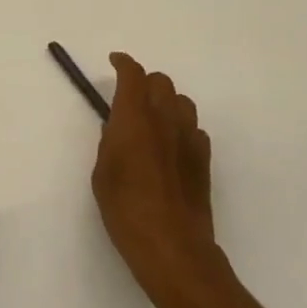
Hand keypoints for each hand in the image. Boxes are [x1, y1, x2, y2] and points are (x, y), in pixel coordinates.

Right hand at [92, 53, 225, 307]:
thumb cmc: (126, 209)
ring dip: (166, 102)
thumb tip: (118, 128)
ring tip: (153, 120)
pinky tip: (172, 147)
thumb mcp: (102, 173)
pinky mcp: (204, 160)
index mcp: (134, 117)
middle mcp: (164, 119)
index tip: (115, 62)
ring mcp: (189, 138)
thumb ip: (110, 142)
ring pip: (182, 102)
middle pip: (161, 82)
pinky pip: (194, 129)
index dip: (123, 63)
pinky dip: (181, 128)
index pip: (133, 75)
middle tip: (130, 97)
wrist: (172, 246)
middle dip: (145, 82)